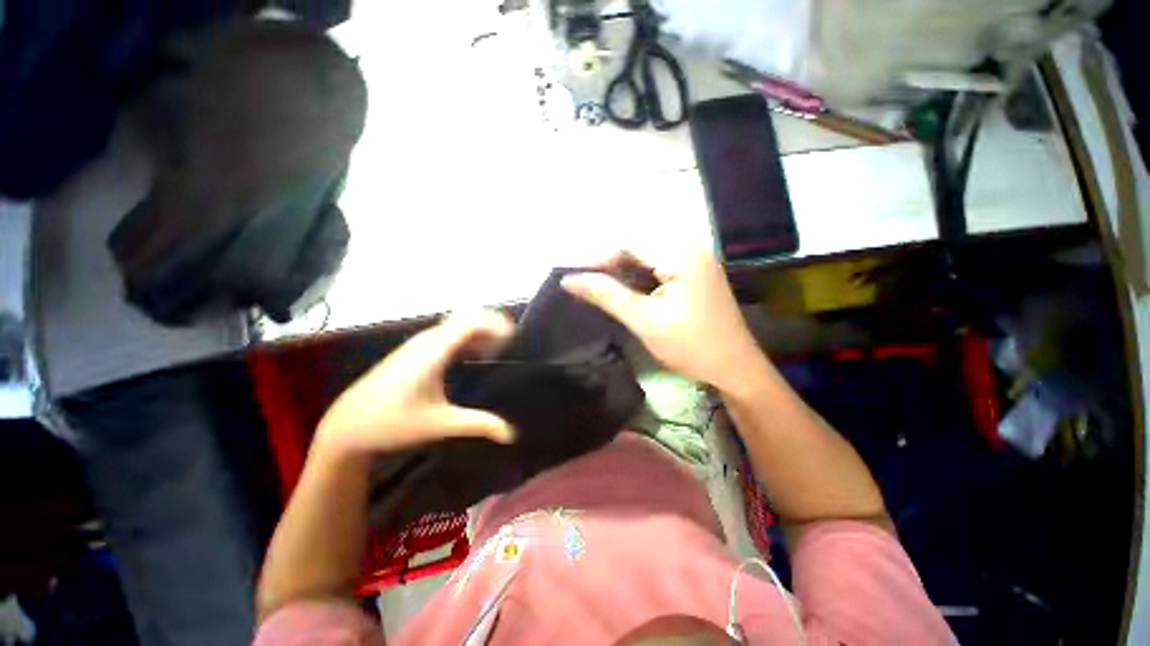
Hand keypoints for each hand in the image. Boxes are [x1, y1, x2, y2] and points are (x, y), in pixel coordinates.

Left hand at [312, 310, 516, 459]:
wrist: (346, 427)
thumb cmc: (392, 424)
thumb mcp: (440, 424)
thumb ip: (478, 424)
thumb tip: (511, 434)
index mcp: (432, 352)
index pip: (469, 323)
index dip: (493, 324)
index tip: (513, 336)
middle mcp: (425, 341)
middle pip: (464, 319)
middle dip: (489, 325)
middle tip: (509, 342)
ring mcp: (416, 344)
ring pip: (454, 326)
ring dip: (477, 332)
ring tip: (496, 349)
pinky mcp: (411, 351)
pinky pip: (445, 335)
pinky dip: (464, 339)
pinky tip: (472, 357)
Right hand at [561, 247, 767, 395]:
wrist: (735, 369)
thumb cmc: (690, 347)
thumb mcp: (644, 321)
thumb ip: (606, 295)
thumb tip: (568, 280)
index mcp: (682, 254)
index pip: (629, 242)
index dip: (599, 258)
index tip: (577, 279)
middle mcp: (691, 247)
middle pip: (638, 244)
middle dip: (610, 264)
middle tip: (588, 285)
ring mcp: (696, 258)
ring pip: (647, 254)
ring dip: (623, 270)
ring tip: (602, 288)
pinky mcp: (695, 271)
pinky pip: (659, 264)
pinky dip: (639, 275)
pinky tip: (627, 290)